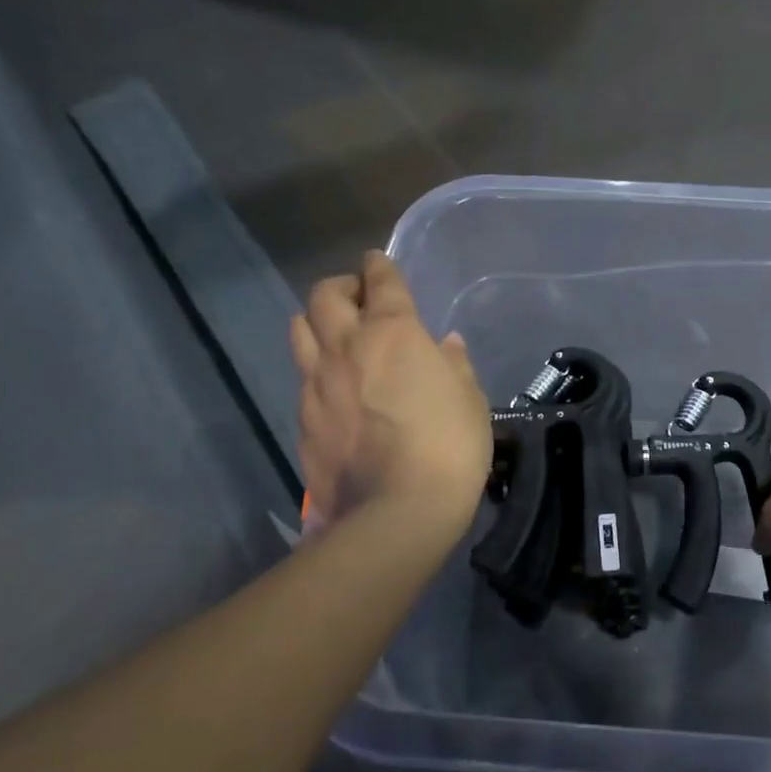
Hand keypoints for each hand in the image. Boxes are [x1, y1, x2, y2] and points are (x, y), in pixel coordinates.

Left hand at [292, 251, 491, 535]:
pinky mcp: (302, 419)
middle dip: (341, 287)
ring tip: (335, 336)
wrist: (398, 511)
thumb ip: (455, 365)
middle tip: (358, 299)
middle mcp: (347, 347)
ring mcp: (316, 383)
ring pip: (300, 331)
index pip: (381, 281)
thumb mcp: (470, 400)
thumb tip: (444, 345)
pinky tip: (335, 391)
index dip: (379, 265)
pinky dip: (317, 372)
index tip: (378, 261)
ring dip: (317, 322)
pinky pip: (303, 379)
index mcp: (394, 333)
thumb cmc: (449, 447)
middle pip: (325, 296)